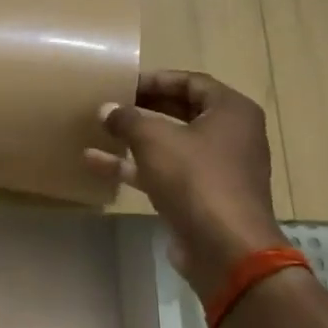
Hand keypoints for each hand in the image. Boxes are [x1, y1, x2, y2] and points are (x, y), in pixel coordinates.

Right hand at [85, 71, 286, 297]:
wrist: (225, 248)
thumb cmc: (196, 179)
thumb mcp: (154, 140)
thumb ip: (127, 119)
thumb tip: (106, 109)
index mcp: (231, 112)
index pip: (191, 82)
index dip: (156, 79)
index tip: (123, 82)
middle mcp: (230, 136)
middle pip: (182, 112)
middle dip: (144, 107)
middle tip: (110, 102)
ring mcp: (216, 169)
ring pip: (170, 145)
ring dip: (134, 139)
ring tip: (98, 129)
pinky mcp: (200, 198)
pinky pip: (164, 173)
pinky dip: (134, 168)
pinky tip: (96, 163)